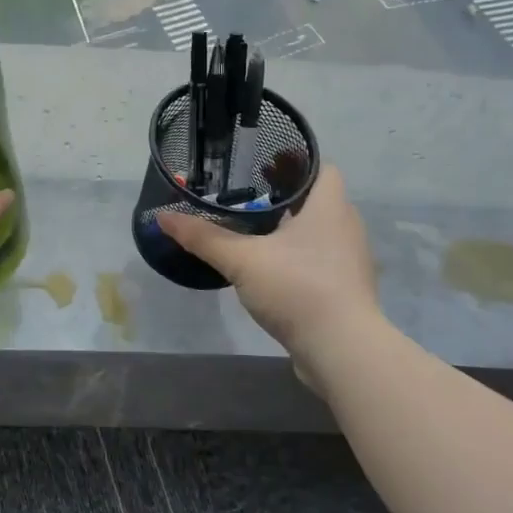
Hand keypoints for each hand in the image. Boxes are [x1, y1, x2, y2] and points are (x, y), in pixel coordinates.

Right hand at [156, 165, 378, 353]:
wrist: (341, 350)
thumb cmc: (297, 288)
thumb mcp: (242, 260)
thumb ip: (203, 237)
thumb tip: (163, 217)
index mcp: (330, 207)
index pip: (322, 168)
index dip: (295, 162)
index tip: (263, 165)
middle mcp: (346, 228)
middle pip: (318, 200)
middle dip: (286, 197)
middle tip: (247, 197)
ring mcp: (350, 262)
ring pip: (319, 233)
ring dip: (292, 230)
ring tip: (255, 233)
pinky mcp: (346, 291)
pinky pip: (321, 262)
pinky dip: (298, 259)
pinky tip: (271, 270)